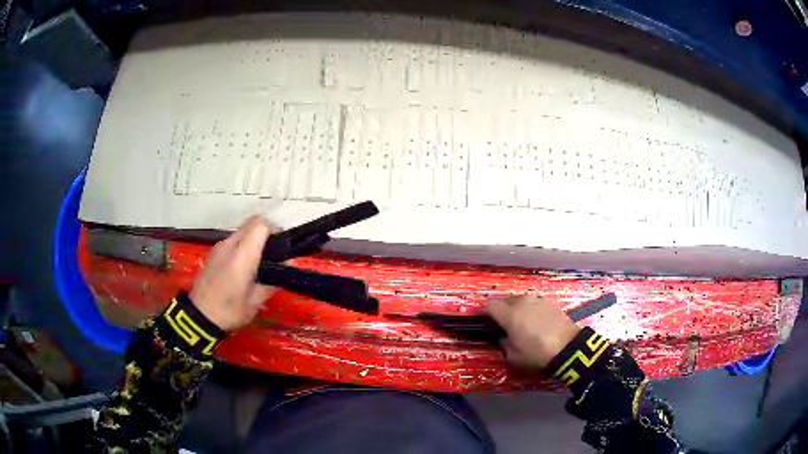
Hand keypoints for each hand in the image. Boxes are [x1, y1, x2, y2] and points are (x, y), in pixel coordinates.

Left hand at [189, 215, 275, 330]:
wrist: (199, 316)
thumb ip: (273, 281)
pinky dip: (243, 245)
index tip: (281, 247)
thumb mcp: (256, 302)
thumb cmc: (229, 311)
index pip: (261, 226)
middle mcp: (229, 244)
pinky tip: (244, 267)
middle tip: (274, 253)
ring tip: (260, 262)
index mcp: (241, 256)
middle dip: (266, 232)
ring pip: (242, 230)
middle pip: (252, 222)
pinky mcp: (214, 252)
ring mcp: (219, 246)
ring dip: (254, 238)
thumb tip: (288, 265)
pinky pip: (233, 240)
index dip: (275, 231)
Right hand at [486, 295, 580, 368]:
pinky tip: (538, 323)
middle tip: (506, 326)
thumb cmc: (537, 353)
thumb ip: (504, 345)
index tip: (487, 322)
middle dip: (503, 311)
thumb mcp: (514, 357)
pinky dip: (532, 310)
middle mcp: (522, 302)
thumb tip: (504, 338)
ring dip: (518, 309)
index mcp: (509, 314)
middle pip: (505, 301)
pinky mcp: (550, 302)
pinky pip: (534, 304)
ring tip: (523, 324)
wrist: (568, 347)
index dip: (486, 313)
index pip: (489, 305)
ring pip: (521, 301)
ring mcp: (537, 300)